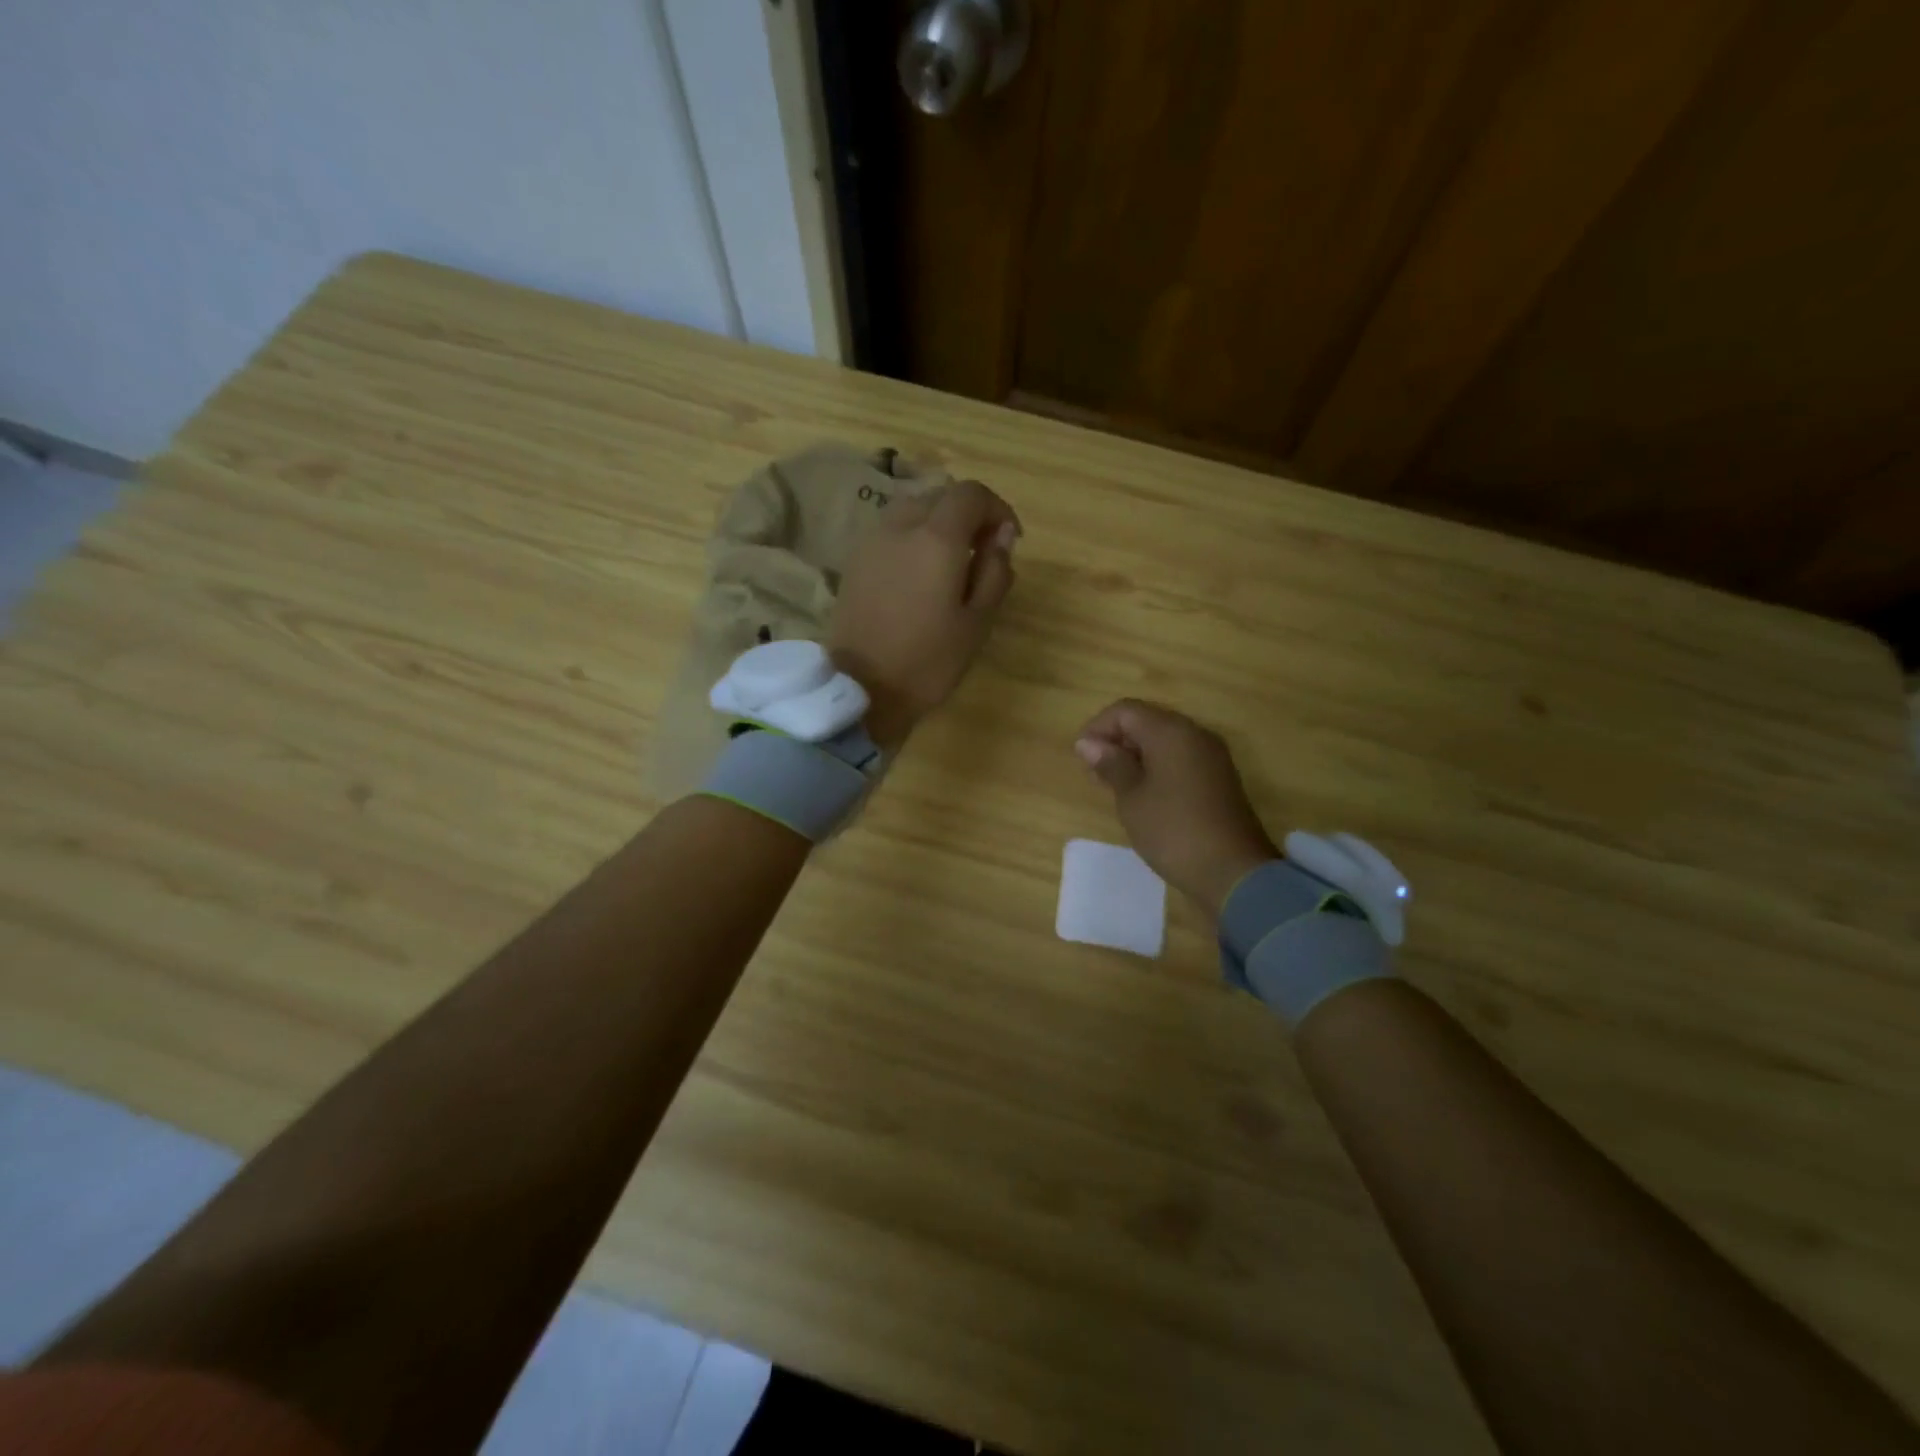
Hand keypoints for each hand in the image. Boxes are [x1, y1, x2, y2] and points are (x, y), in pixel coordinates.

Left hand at [829, 478, 1019, 750]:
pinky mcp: (855, 561)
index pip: (972, 494)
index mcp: (937, 538)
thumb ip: (995, 571)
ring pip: (912, 509)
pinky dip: (912, 537)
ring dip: (938, 523)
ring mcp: (872, 541)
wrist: (861, 689)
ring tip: (951, 561)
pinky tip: (920, 574)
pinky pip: (891, 531)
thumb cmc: (928, 661)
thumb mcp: (978, 622)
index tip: (1010, 540)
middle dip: (968, 514)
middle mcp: (901, 526)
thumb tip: (1002, 537)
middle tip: (983, 552)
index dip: (997, 509)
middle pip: (940, 496)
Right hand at [1076, 700, 1279, 915]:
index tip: (1080, 757)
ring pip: (1164, 740)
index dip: (1097, 727)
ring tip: (1114, 786)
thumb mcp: (1132, 797)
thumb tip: (1088, 743)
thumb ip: (1110, 764)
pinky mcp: (1219, 778)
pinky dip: (1156, 767)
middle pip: (1146, 721)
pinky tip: (1143, 794)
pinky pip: (1180, 758)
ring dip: (1135, 755)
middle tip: (1094, 773)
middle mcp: (1195, 734)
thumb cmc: (1173, 830)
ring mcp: (1211, 756)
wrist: (1233, 872)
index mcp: (1171, 732)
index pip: (1125, 710)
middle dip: (1116, 740)